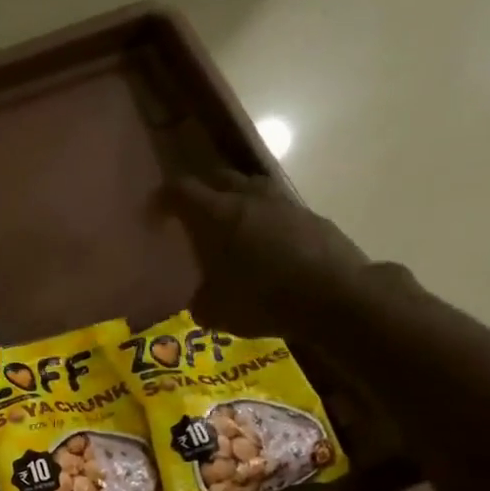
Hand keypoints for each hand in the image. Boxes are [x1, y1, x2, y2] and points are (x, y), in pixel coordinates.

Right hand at [166, 169, 373, 337]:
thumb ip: (201, 300)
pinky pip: (279, 210)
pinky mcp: (312, 218)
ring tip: (232, 227)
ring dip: (238, 201)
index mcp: (217, 215)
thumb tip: (201, 298)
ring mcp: (285, 204)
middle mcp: (249, 198)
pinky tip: (267, 247)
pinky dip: (267, 222)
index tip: (154, 215)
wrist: (335, 297)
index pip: (180, 191)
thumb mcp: (215, 311)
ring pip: (253, 189)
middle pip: (219, 179)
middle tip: (193, 217)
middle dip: (202, 193)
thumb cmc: (262, 300)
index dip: (162, 200)